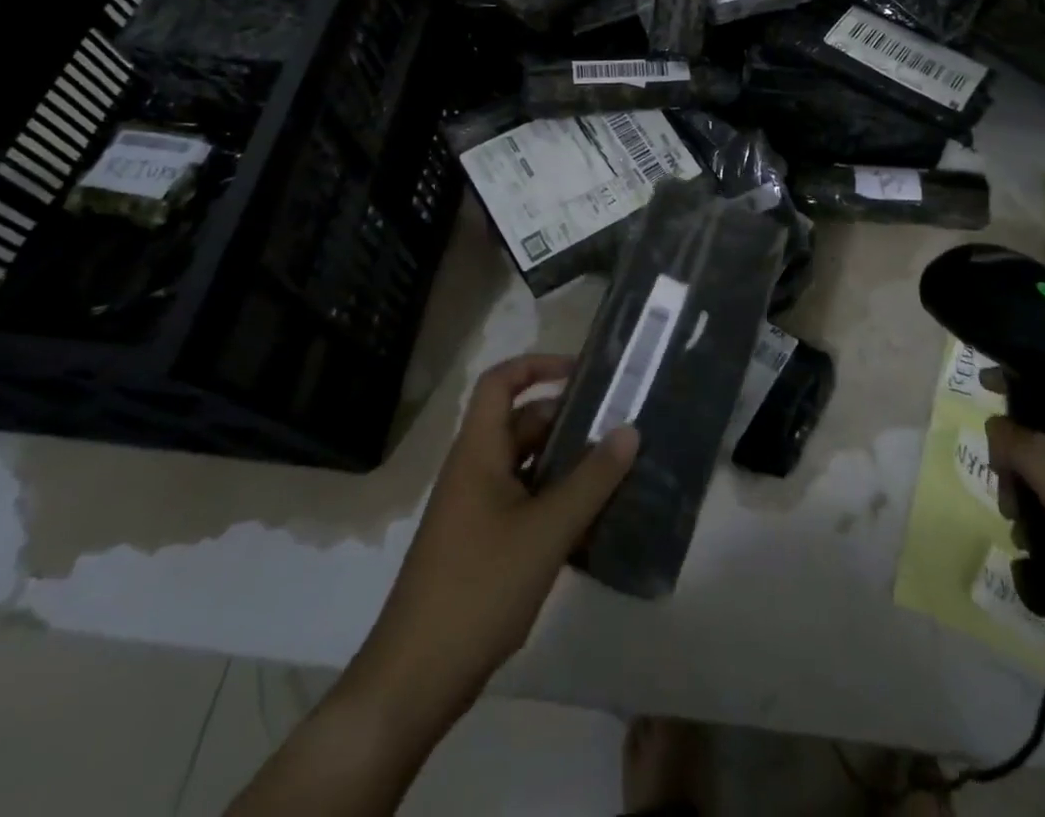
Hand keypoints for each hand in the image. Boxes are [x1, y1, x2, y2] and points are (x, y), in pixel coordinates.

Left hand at [344, 353, 638, 727]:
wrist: (415, 679)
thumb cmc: (479, 588)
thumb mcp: (546, 531)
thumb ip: (592, 480)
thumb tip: (629, 430)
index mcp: (478, 452)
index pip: (501, 382)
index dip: (538, 365)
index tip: (583, 374)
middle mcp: (475, 470)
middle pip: (521, 423)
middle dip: (568, 421)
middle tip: (618, 428)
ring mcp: (476, 510)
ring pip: (527, 466)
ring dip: (567, 465)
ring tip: (616, 471)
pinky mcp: (482, 544)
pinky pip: (525, 503)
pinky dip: (556, 501)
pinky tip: (593, 521)